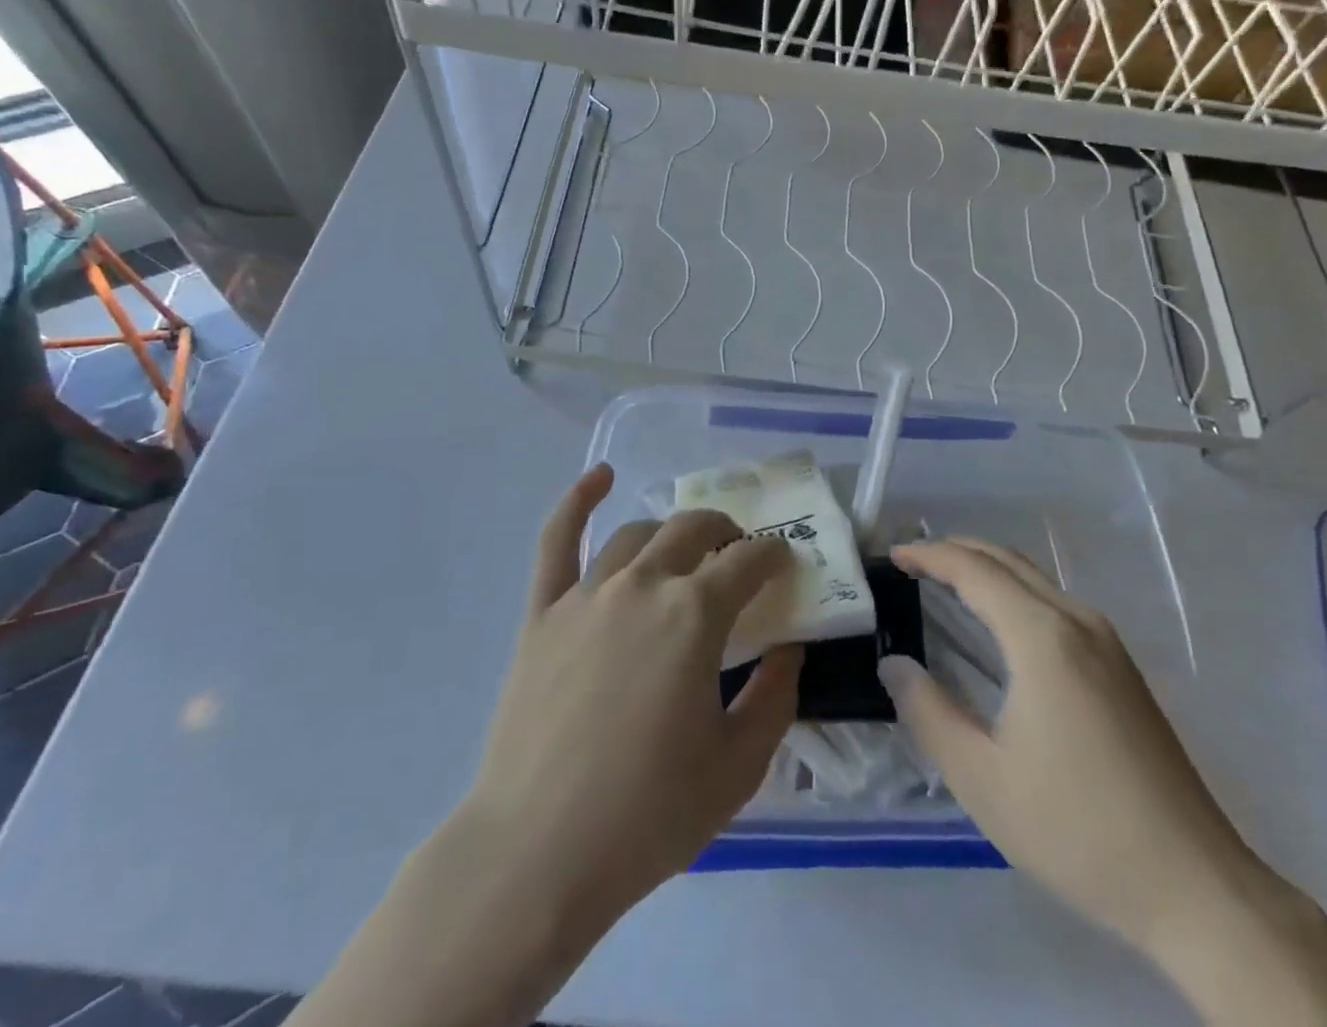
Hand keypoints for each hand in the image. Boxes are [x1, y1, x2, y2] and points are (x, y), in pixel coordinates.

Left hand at [462, 462, 801, 928]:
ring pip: (637, 533)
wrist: (538, 852)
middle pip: (694, 530)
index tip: (785, 561)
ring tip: (684, 548)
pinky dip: (578, 500)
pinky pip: (558, 540)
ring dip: (670, 532)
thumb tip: (788, 647)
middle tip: (738, 554)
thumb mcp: (739, 766)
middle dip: (726, 532)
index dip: (773, 555)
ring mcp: (587, 593)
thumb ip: (776, 696)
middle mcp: (643, 584)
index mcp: (695, 614)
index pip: (748, 560)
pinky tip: (600, 476)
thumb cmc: (649, 814)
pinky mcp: (542, 612)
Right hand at [877, 538, 1257, 952]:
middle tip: (911, 560)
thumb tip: (895, 665)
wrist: (1195, 886)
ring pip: (1034, 578)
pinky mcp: (1122, 664)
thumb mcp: (982, 779)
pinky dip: (1013, 590)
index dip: (929, 555)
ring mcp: (1107, 640)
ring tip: (944, 580)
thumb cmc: (1077, 830)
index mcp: (1042, 637)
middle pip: (1007, 560)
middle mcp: (1077, 621)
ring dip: (986, 567)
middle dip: (955, 549)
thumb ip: (928, 711)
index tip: (892, 557)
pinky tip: (998, 620)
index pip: (974, 570)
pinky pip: (1055, 601)